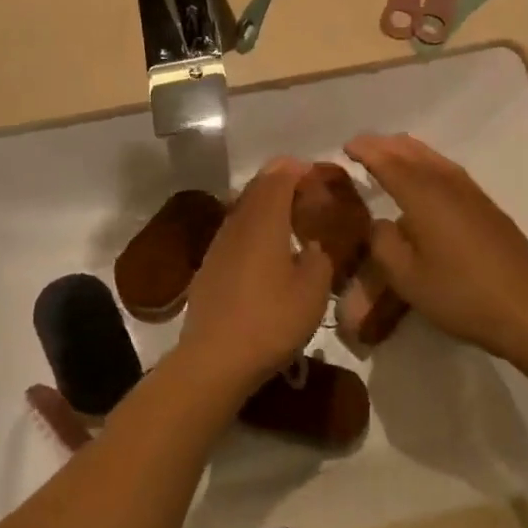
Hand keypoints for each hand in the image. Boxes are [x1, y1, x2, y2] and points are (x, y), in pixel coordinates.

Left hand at [176, 159, 334, 391]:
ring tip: (288, 218)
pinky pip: (234, 233)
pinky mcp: (208, 267)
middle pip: (257, 188)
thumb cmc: (271, 320)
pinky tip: (264, 251)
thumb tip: (311, 245)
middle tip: (306, 190)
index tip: (318, 173)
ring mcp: (218, 245)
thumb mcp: (313, 291)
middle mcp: (237, 224)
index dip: (298, 170)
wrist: (215, 358)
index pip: (279, 177)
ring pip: (242, 209)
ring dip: (265, 205)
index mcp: (264, 221)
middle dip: (281, 181)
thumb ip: (319, 258)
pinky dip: (252, 229)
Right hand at [343, 134, 527, 364]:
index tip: (346, 146)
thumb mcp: (407, 278)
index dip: (366, 150)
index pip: (387, 161)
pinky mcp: (487, 206)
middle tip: (363, 148)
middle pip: (412, 151)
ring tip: (390, 155)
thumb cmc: (461, 294)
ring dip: (408, 151)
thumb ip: (384, 243)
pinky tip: (426, 178)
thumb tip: (378, 222)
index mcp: (423, 195)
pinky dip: (427, 163)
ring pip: (433, 158)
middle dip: (385, 145)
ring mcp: (472, 192)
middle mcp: (447, 183)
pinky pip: (448, 170)